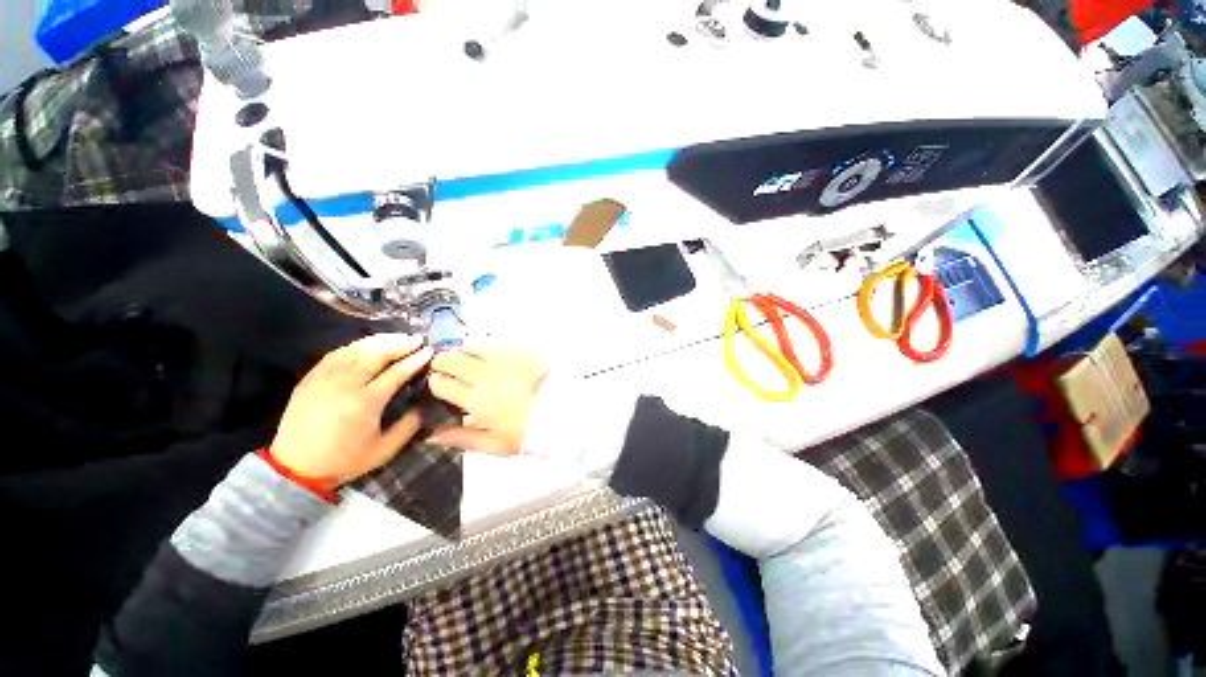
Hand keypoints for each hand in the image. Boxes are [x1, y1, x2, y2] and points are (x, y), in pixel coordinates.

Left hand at [270, 334, 433, 485]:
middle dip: (400, 344)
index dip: (415, 360)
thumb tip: (424, 405)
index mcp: (365, 402)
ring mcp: (324, 378)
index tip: (429, 351)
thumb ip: (409, 426)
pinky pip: (336, 353)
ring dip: (380, 341)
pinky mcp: (311, 378)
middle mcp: (345, 385)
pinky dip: (356, 345)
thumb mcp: (384, 450)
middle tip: (417, 339)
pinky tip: (369, 344)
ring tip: (398, 337)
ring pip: (356, 349)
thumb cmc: (344, 460)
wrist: (295, 467)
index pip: (396, 373)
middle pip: (376, 354)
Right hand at [428, 345, 548, 455]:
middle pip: (449, 358)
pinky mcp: (520, 348)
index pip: (440, 383)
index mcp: (477, 400)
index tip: (443, 386)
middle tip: (451, 371)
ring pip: (470, 344)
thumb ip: (461, 438)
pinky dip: (488, 348)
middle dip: (443, 363)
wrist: (565, 412)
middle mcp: (486, 374)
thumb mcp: (494, 445)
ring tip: (473, 362)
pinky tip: (495, 358)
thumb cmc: (529, 431)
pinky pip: (495, 341)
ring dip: (465, 352)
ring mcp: (504, 357)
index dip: (436, 383)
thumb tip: (431, 434)